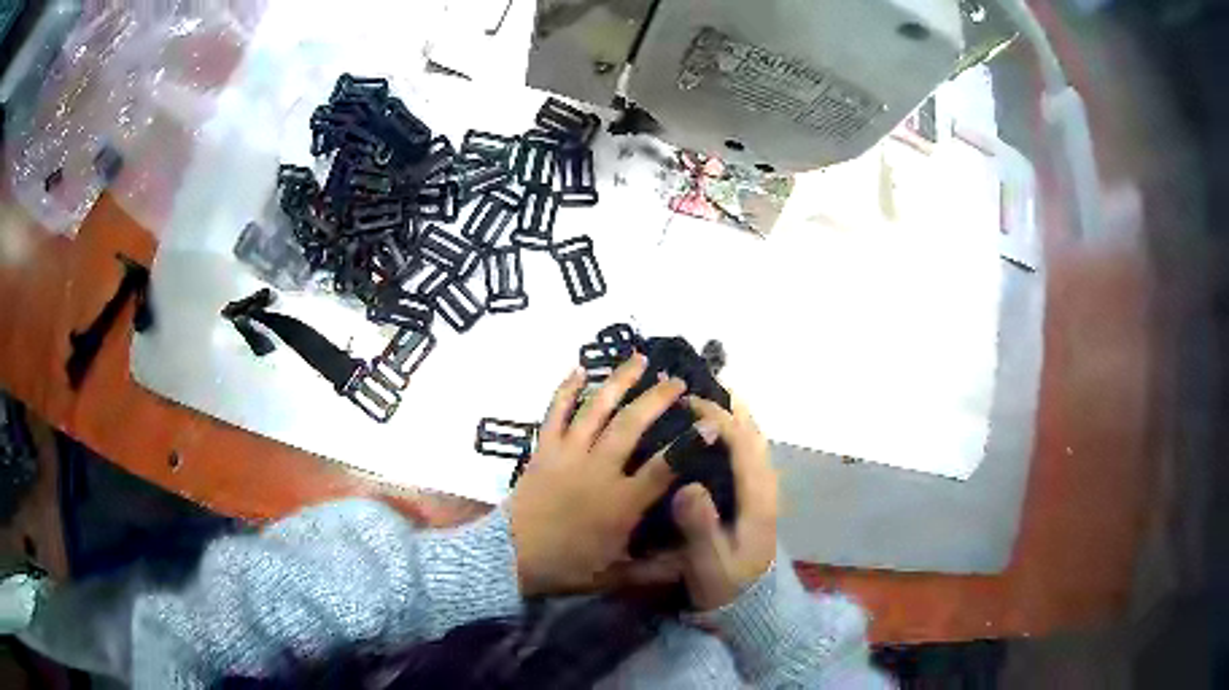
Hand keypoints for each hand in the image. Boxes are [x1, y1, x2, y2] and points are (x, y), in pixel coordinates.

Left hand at [509, 355, 686, 596]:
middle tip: (677, 381)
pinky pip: (555, 412)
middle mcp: (598, 470)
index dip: (689, 444)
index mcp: (621, 502)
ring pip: (596, 409)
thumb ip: (656, 570)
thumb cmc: (567, 567)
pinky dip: (566, 388)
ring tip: (639, 359)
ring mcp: (568, 454)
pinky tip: (580, 368)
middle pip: (631, 425)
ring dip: (619, 382)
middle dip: (657, 399)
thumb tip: (692, 562)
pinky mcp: (543, 449)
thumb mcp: (616, 576)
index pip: (663, 467)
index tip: (711, 424)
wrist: (511, 559)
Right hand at [673, 396, 777, 610]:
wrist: (751, 606)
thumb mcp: (710, 563)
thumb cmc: (727, 585)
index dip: (716, 417)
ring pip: (754, 439)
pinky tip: (711, 430)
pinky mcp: (756, 496)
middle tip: (695, 384)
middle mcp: (765, 486)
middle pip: (753, 433)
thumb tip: (687, 486)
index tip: (685, 400)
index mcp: (757, 497)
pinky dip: (734, 430)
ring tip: (702, 395)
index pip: (742, 444)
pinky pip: (748, 451)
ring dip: (733, 414)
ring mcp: (764, 490)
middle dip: (728, 405)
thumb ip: (700, 528)